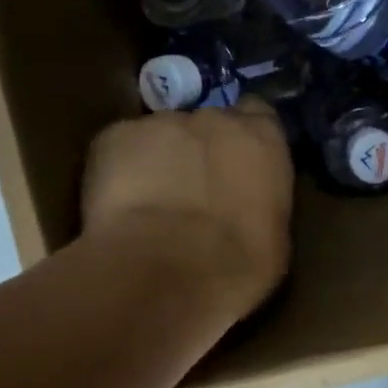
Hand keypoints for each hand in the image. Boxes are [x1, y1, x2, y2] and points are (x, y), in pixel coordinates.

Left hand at [81, 98, 293, 323]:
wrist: (166, 273)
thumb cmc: (239, 264)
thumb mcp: (274, 231)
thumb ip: (260, 198)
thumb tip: (247, 204)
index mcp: (262, 136)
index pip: (257, 113)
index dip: (243, 137)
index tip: (236, 162)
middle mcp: (215, 117)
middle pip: (206, 123)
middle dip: (199, 150)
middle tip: (190, 190)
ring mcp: (162, 122)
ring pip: (160, 135)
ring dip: (157, 160)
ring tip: (148, 204)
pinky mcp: (114, 136)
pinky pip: (118, 148)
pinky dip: (117, 170)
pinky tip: (117, 207)